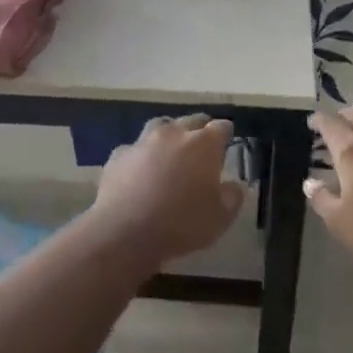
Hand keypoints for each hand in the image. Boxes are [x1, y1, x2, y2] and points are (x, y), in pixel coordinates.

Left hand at [90, 115, 243, 264]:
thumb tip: (234, 186)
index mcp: (203, 145)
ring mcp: (142, 142)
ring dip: (169, 134)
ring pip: (160, 126)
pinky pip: (134, 149)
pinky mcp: (118, 155)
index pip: (221, 128)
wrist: (125, 232)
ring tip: (171, 149)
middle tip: (202, 144)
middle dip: (199, 129)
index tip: (227, 141)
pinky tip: (139, 170)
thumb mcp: (220, 218)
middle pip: (191, 120)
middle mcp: (173, 134)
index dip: (225, 133)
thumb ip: (232, 197)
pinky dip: (141, 155)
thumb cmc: (181, 224)